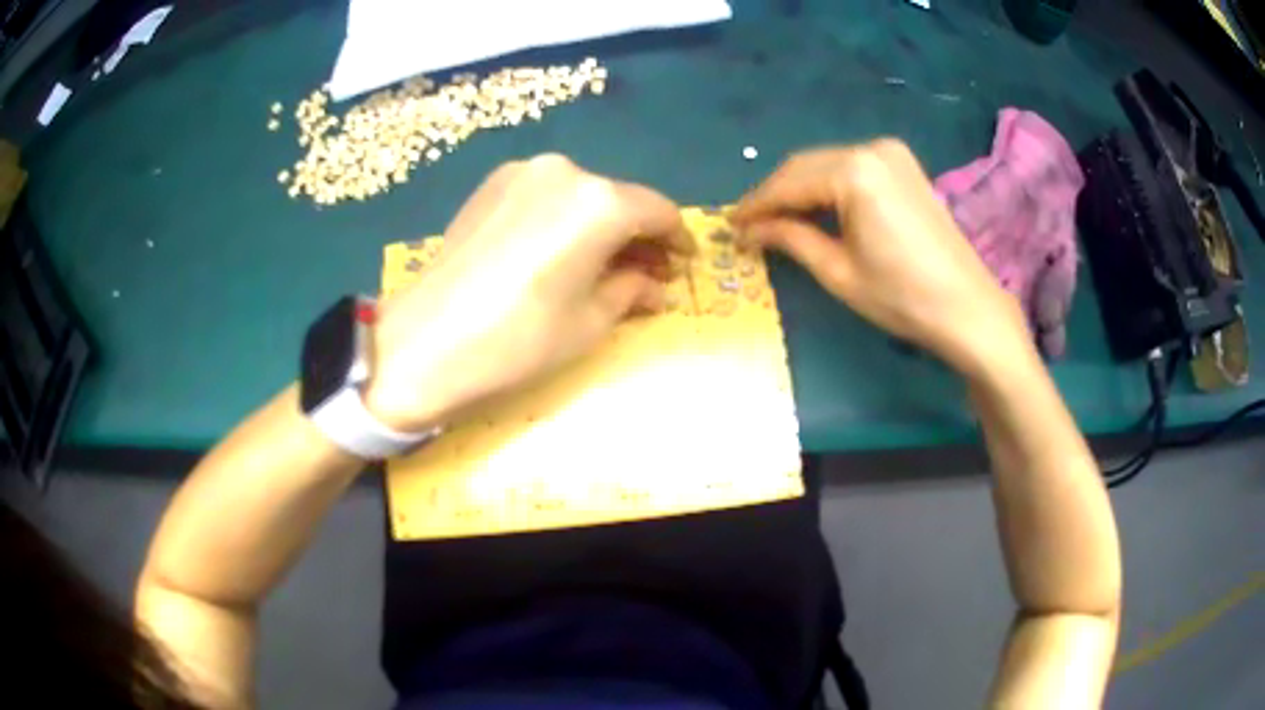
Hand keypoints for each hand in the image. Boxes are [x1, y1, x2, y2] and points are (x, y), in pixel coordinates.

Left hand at [364, 154, 693, 431]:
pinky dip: (564, 221)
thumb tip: (654, 284)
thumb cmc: (518, 339)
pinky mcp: (491, 185)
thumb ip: (631, 291)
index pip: (658, 211)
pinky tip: (558, 254)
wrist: (423, 342)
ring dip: (600, 228)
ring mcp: (522, 173)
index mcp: (599, 202)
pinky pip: (546, 197)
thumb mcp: (589, 322)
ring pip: (581, 197)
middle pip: (619, 200)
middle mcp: (565, 171)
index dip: (678, 239)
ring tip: (602, 268)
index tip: (683, 264)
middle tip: (646, 275)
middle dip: (637, 237)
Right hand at [730, 139, 1030, 375]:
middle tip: (749, 226)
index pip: (789, 183)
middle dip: (775, 195)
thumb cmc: (902, 297)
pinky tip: (815, 210)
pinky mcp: (904, 166)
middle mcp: (871, 149)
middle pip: (806, 167)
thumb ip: (791, 239)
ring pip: (827, 165)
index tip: (729, 225)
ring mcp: (891, 154)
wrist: (968, 308)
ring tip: (776, 221)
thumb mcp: (839, 272)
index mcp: (854, 172)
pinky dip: (828, 187)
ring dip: (799, 190)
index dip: (755, 205)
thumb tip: (751, 230)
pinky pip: (851, 169)